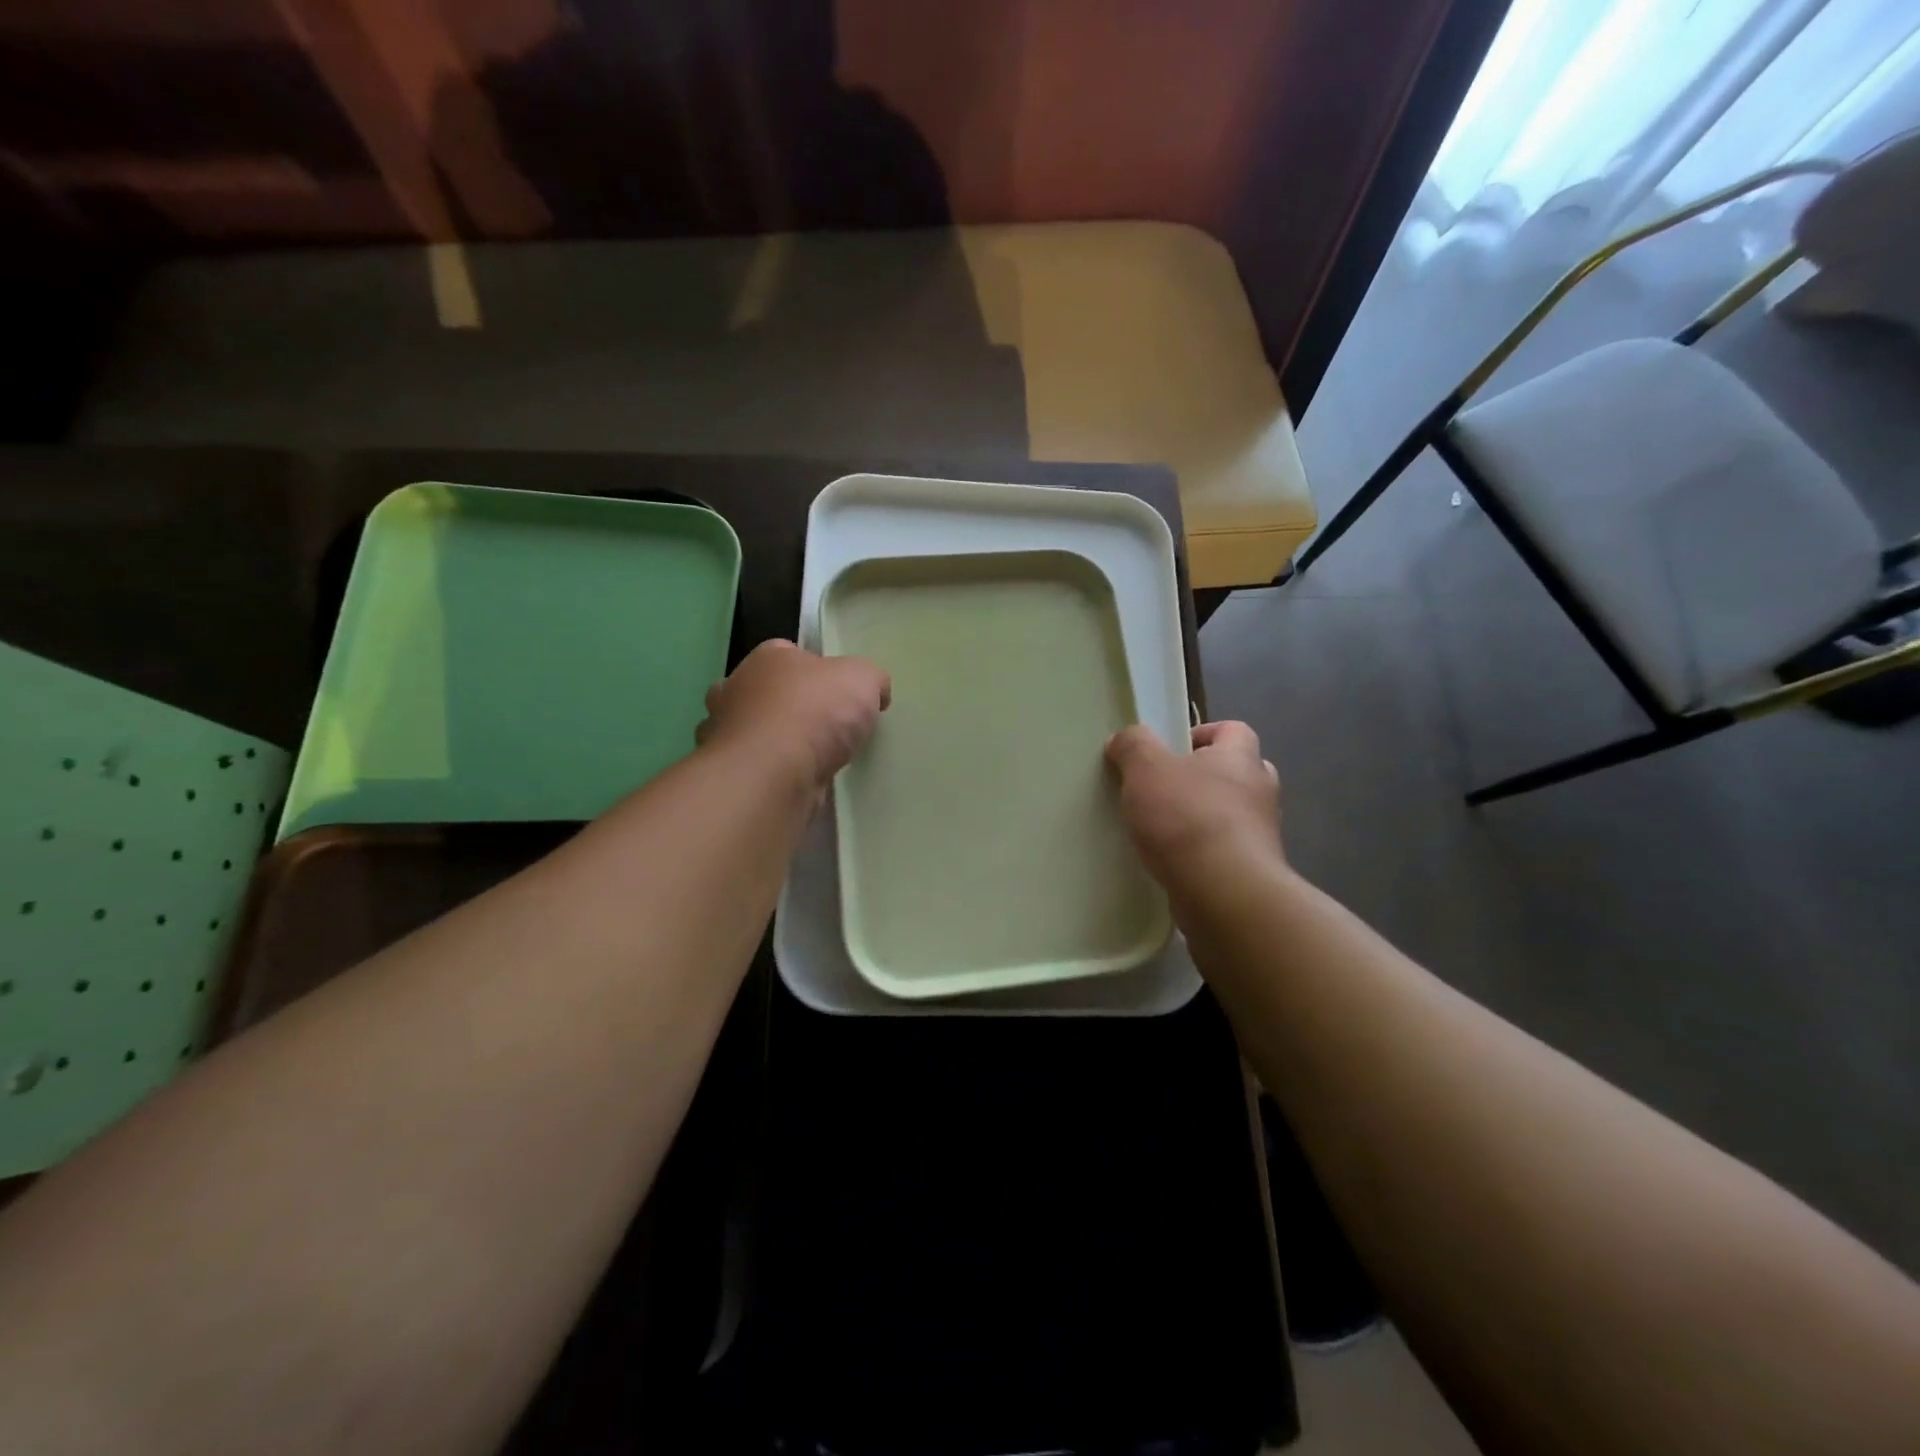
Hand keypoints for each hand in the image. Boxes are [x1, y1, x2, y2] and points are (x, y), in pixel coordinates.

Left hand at [698, 639, 890, 789]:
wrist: (773, 773)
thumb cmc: (814, 712)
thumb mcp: (863, 679)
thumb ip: (871, 679)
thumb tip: (875, 692)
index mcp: (766, 658)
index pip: (788, 652)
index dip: (815, 669)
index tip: (838, 691)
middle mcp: (736, 689)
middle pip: (767, 691)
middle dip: (790, 705)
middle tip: (826, 726)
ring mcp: (725, 733)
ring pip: (755, 730)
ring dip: (777, 741)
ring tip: (813, 759)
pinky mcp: (730, 772)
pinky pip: (756, 766)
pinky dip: (772, 771)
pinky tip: (797, 781)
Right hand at [1105, 720, 1284, 899]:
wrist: (1223, 893)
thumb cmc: (1187, 818)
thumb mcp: (1147, 769)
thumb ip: (1133, 746)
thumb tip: (1124, 738)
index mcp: (1240, 758)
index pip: (1235, 730)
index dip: (1204, 732)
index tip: (1172, 748)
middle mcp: (1260, 792)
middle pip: (1238, 772)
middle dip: (1207, 777)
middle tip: (1169, 788)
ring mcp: (1261, 836)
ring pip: (1234, 815)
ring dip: (1206, 818)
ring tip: (1165, 829)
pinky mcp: (1252, 873)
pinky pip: (1227, 853)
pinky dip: (1205, 854)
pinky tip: (1174, 863)